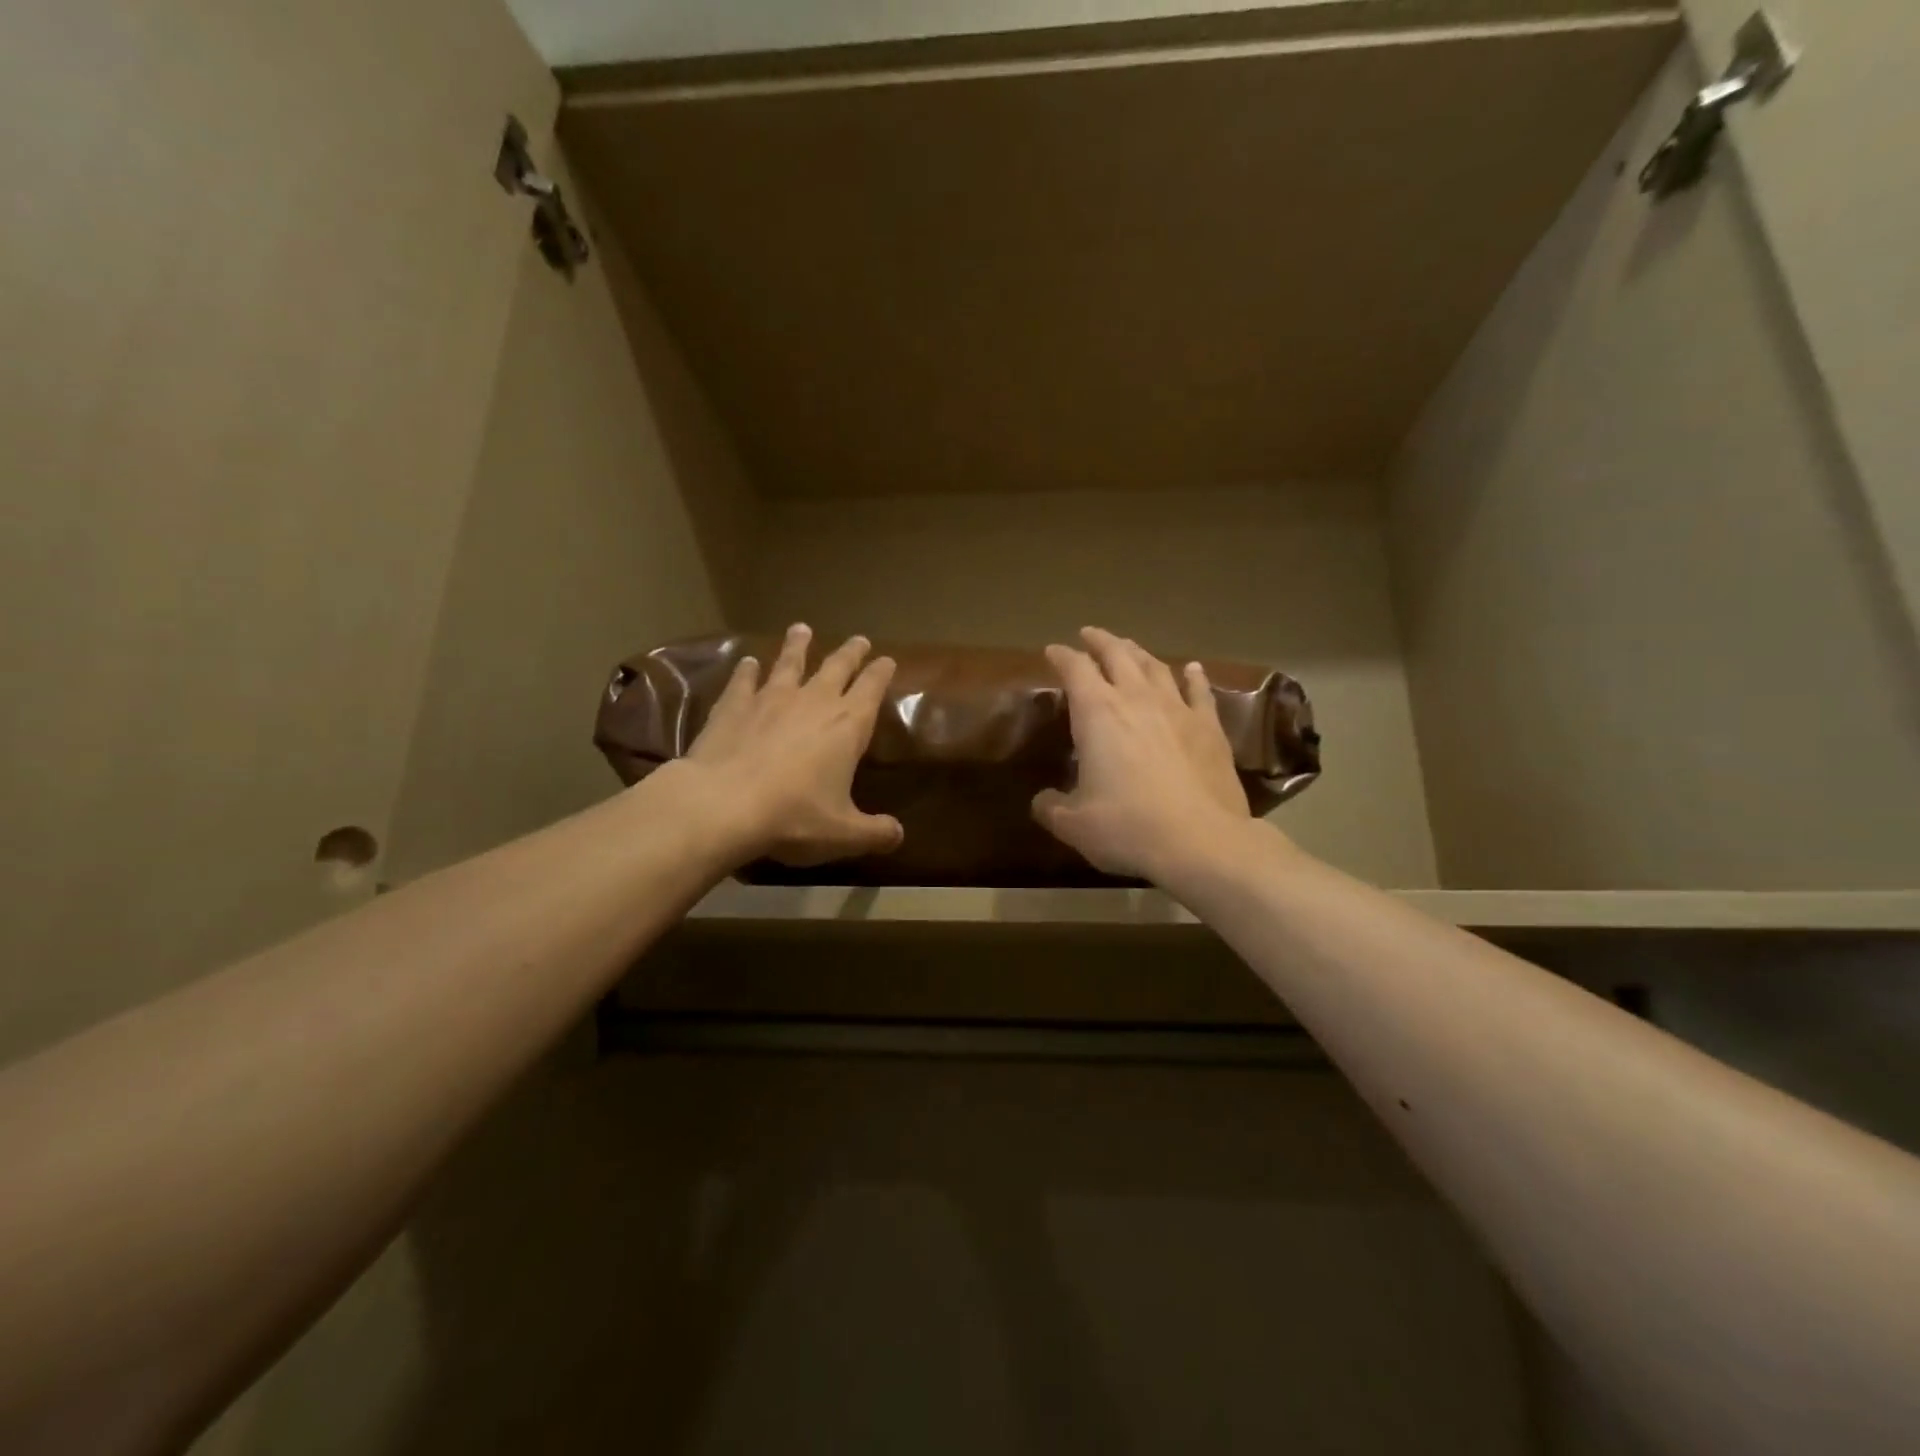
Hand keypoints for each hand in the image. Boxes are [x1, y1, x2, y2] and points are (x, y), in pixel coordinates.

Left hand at [679, 623, 904, 866]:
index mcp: (847, 726)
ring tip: (801, 628)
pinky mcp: (733, 706)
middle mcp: (813, 702)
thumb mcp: (843, 833)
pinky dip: (748, 670)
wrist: (723, 805)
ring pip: (789, 663)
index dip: (881, 673)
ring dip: (798, 646)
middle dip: (851, 653)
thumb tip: (898, 836)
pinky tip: (748, 661)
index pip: (871, 689)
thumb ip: (874, 833)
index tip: (887, 659)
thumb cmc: (793, 817)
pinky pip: (744, 681)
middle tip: (859, 639)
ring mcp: (770, 699)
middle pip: (836, 667)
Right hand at [1033, 627, 1270, 884]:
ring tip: (1128, 647)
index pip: (1075, 669)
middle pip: (1117, 655)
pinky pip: (1199, 691)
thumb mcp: (1074, 824)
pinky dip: (1192, 676)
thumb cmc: (1128, 827)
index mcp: (1098, 713)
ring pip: (1155, 667)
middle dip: (1100, 642)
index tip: (1052, 651)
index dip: (1061, 656)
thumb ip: (1051, 807)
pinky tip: (1191, 668)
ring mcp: (1177, 709)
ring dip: (1138, 653)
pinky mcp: (1209, 726)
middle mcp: (1136, 699)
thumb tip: (1042, 801)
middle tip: (1089, 635)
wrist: (1201, 841)